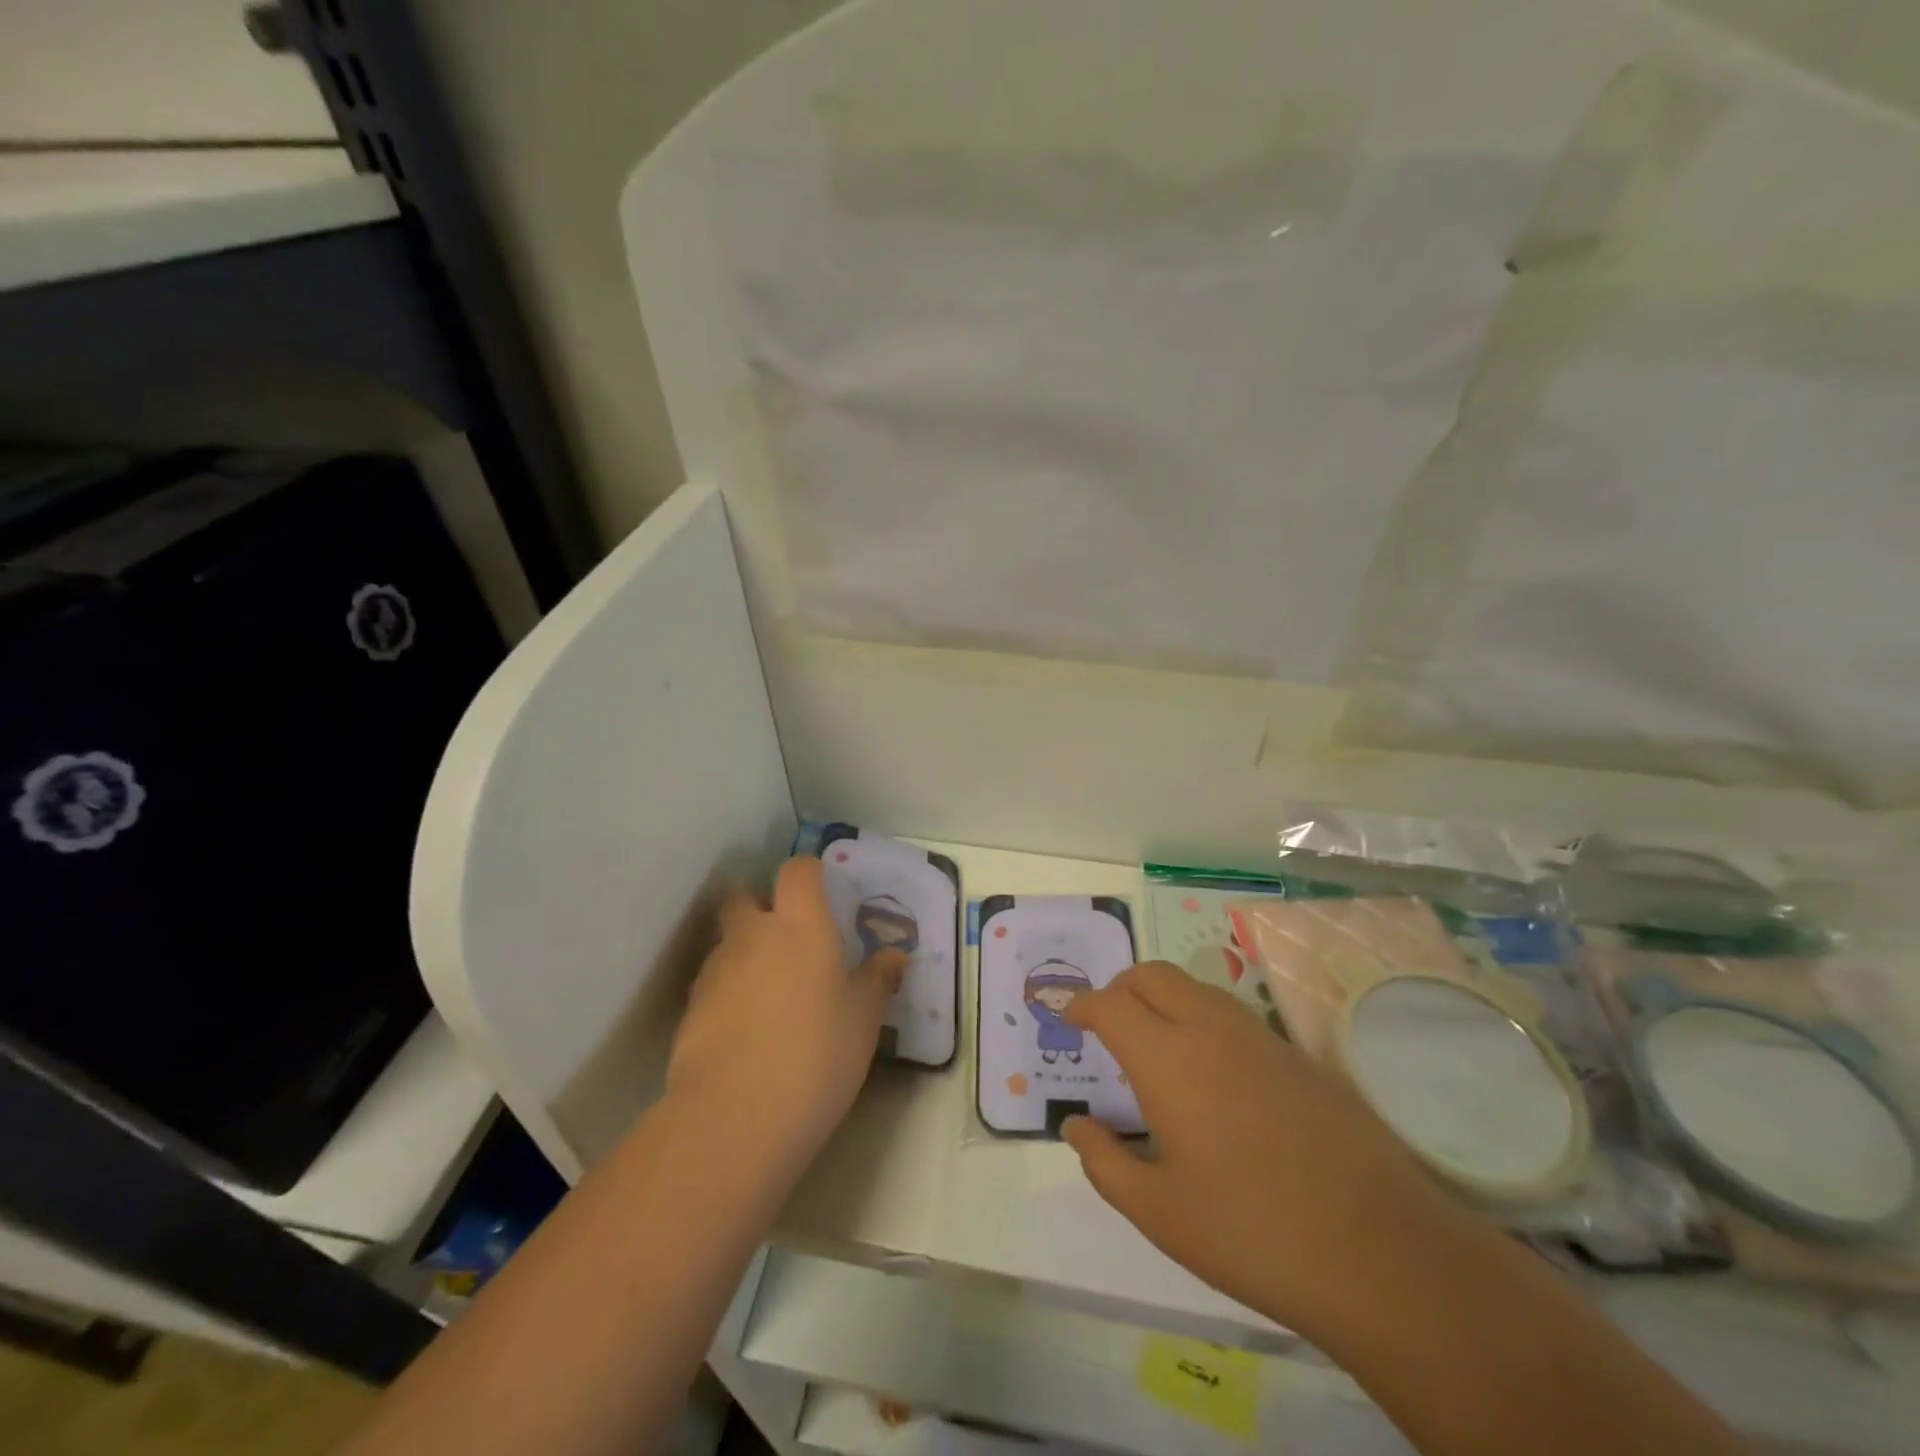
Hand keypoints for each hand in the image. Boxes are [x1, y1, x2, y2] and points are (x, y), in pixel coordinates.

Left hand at [666, 857, 903, 1182]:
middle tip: (786, 936)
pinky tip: (746, 1028)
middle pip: (743, 896)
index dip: (808, 873)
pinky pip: (713, 983)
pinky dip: (728, 991)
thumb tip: (895, 955)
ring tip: (769, 993)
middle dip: (760, 905)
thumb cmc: (816, 1056)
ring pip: (726, 942)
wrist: (734, 1118)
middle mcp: (753, 935)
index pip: (797, 871)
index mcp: (801, 926)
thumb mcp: (863, 1020)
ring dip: (744, 952)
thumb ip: (878, 980)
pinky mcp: (690, 1009)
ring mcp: (715, 971)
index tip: (821, 890)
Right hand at [1062, 962, 1476, 1337]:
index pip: (1110, 1004)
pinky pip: (1234, 1016)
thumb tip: (1076, 1126)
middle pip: (1152, 975)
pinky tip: (1214, 1077)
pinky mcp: (1298, 1056)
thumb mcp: (1158, 1211)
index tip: (1067, 1018)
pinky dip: (1204, 1022)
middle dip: (1120, 988)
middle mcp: (1210, 1029)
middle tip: (1108, 1025)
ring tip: (1157, 1048)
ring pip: (1195, 988)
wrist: (1379, 1251)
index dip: (1081, 1005)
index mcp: (1167, 1058)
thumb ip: (1105, 1162)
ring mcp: (1259, 1037)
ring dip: (1164, 1000)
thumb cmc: (1250, 1232)